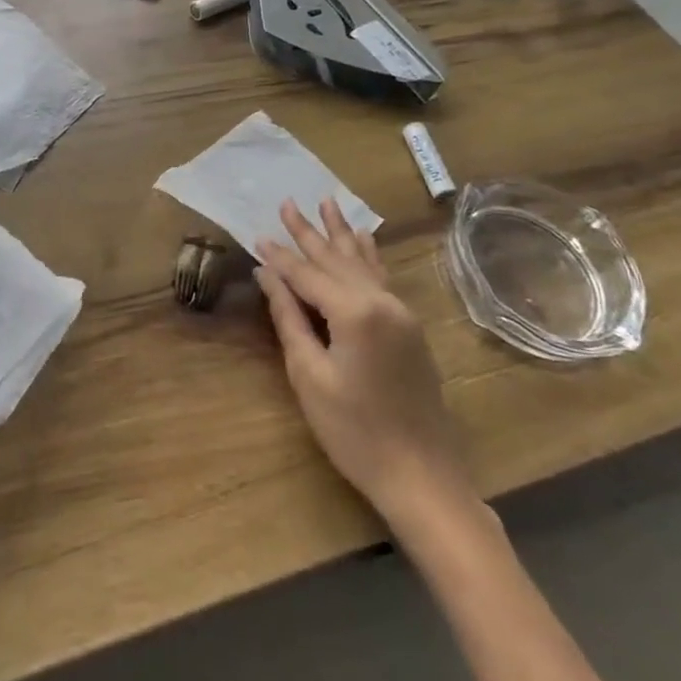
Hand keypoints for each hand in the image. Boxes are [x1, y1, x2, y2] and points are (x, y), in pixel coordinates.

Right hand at [254, 200, 476, 535]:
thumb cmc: (355, 431)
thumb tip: (267, 275)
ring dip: (341, 233)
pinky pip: (381, 277)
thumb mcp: (310, 375)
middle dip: (309, 231)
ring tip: (327, 202)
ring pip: (362, 262)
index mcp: (355, 312)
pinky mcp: (409, 328)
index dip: (280, 256)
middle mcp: (382, 302)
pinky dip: (367, 254)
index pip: (307, 274)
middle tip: (287, 202)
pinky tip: (363, 239)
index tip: (257, 235)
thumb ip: (289, 318)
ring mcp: (401, 313)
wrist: (423, 478)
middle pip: (336, 259)